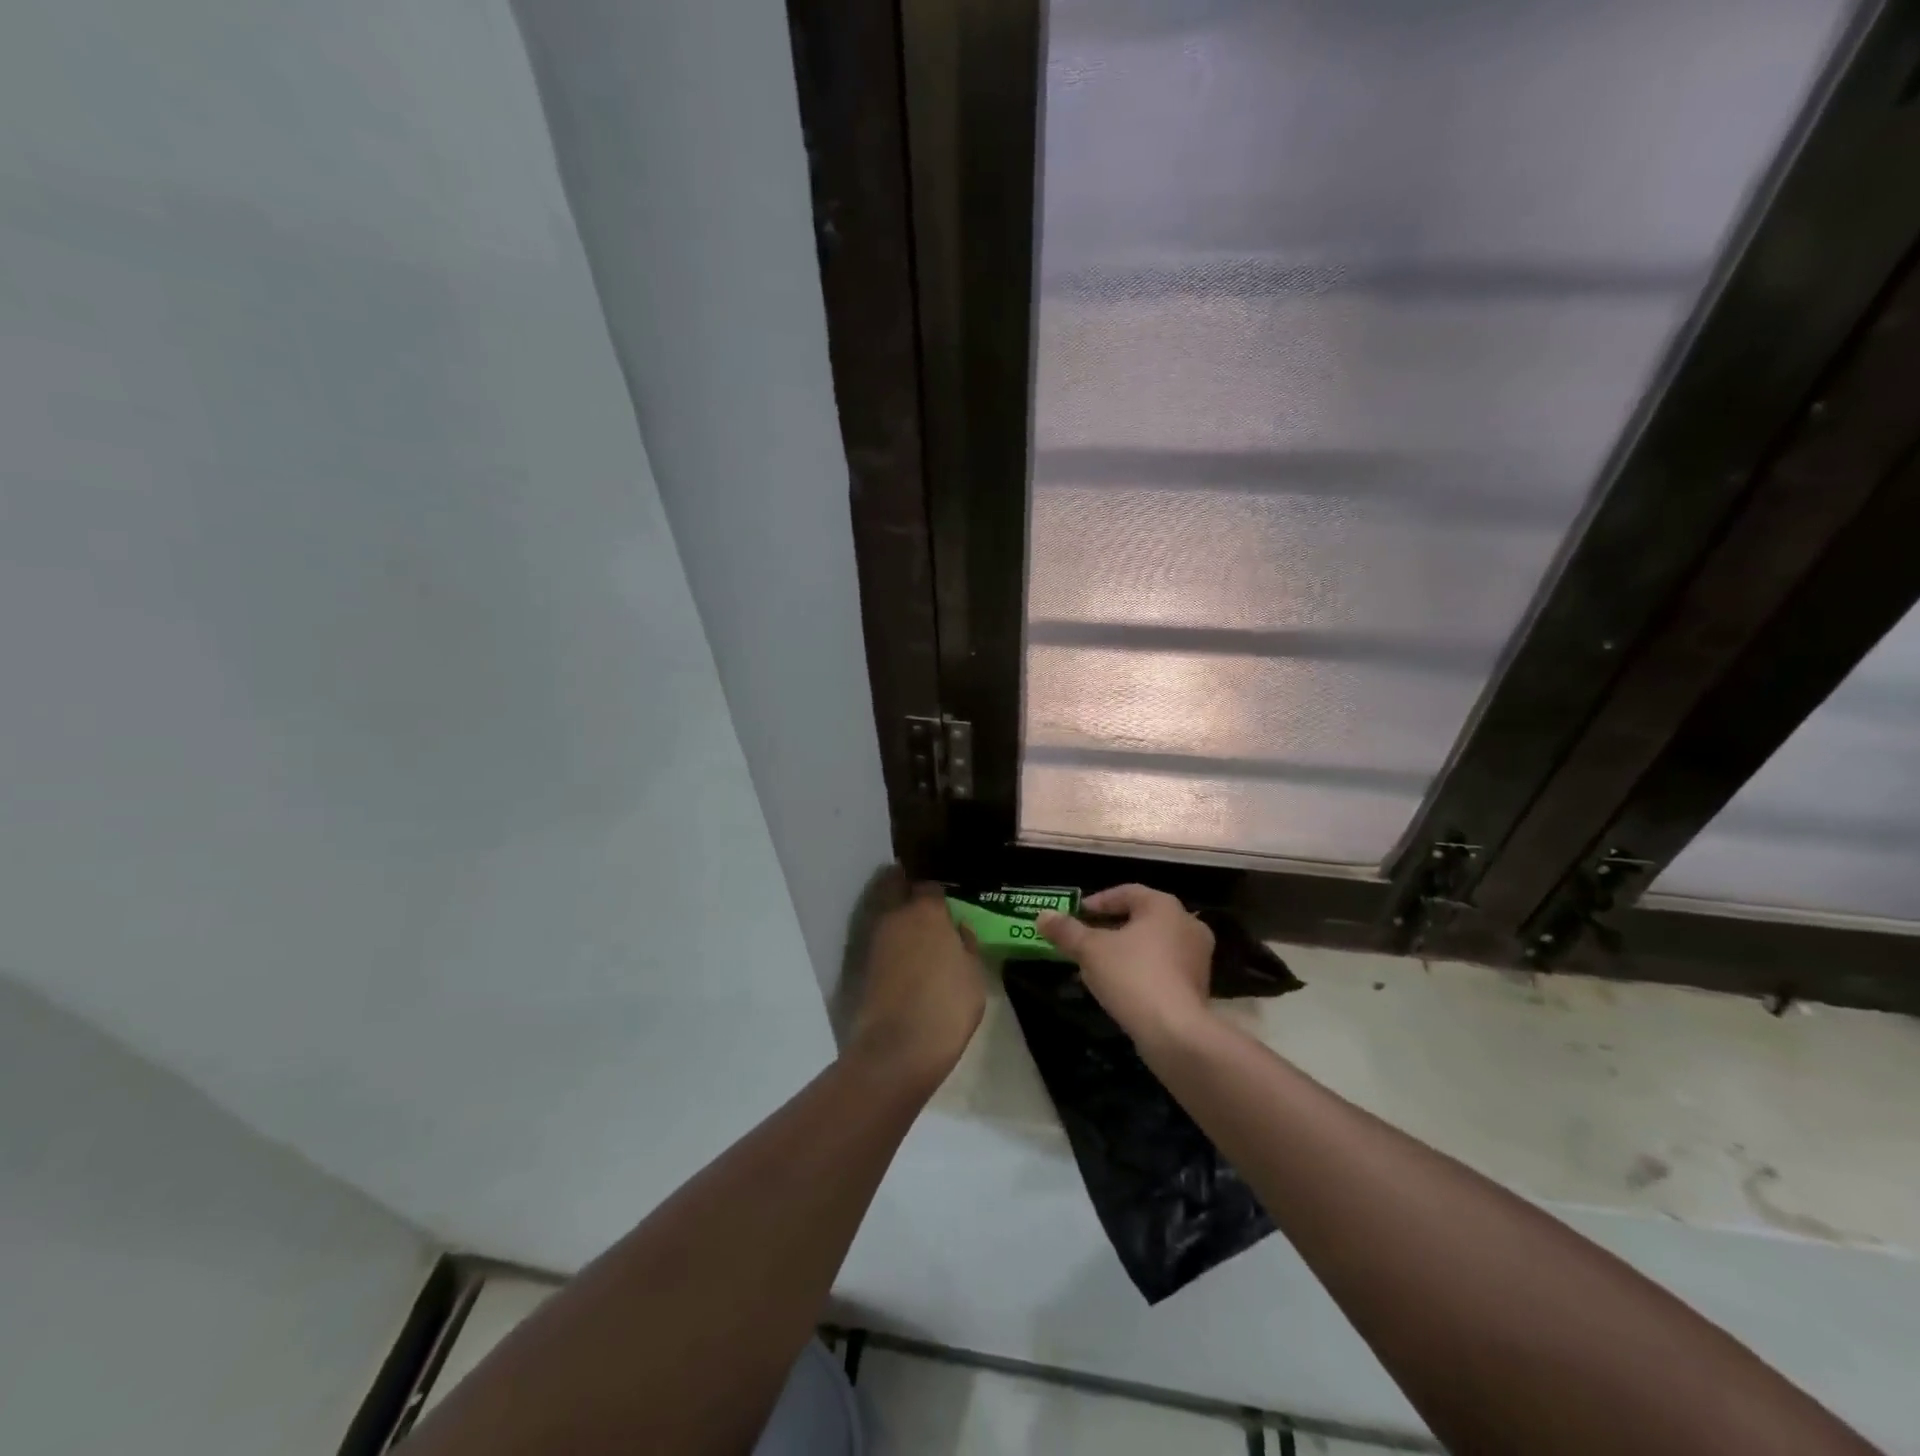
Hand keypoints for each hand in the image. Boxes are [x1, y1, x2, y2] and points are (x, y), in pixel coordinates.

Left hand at [845, 882, 985, 1090]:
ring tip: (918, 930)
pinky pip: (882, 939)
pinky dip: (892, 940)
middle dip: (906, 886)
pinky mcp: (864, 964)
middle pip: (896, 886)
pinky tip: (907, 953)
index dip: (938, 891)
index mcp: (927, 911)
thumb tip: (957, 929)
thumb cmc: (947, 1006)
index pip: (930, 885)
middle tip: (924, 900)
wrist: (898, 1048)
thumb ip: (966, 944)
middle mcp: (897, 917)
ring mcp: (876, 940)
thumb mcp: (973, 975)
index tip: (947, 898)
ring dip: (898, 914)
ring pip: (886, 913)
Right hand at [1038, 885, 1213, 1043]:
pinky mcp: (1199, 986)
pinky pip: (1165, 967)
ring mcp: (1198, 957)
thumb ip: (1066, 931)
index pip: (1127, 892)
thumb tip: (1043, 915)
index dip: (1098, 901)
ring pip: (1154, 944)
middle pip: (1141, 918)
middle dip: (1111, 927)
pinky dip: (1142, 970)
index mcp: (1164, 906)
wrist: (1176, 1032)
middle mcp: (1187, 924)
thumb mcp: (1090, 950)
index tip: (1076, 914)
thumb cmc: (1132, 976)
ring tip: (1098, 966)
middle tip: (1086, 939)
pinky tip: (1122, 987)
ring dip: (1126, 951)